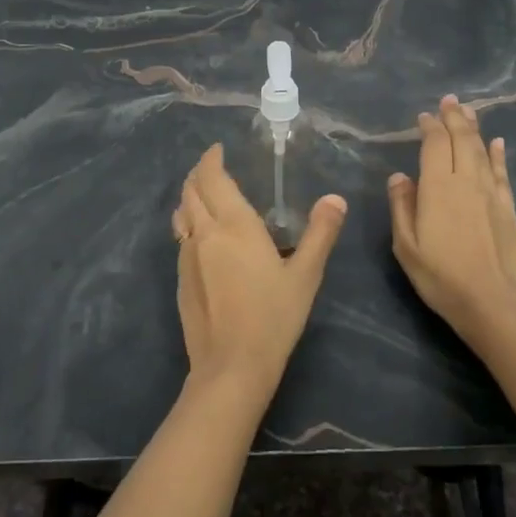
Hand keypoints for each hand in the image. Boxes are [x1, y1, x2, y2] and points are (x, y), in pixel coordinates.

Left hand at [171, 145, 346, 405]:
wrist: (230, 367)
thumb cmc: (273, 317)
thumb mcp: (306, 275)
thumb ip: (320, 233)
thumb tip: (335, 199)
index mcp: (234, 225)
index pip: (212, 178)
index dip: (211, 159)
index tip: (217, 149)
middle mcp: (204, 233)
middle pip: (190, 191)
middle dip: (198, 173)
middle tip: (212, 167)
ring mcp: (187, 257)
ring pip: (181, 214)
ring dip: (189, 197)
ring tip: (203, 195)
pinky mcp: (180, 280)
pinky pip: (181, 238)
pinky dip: (189, 223)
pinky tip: (203, 237)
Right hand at [388, 96, 515, 346]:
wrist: (494, 302)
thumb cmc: (441, 276)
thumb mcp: (406, 246)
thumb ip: (402, 207)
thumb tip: (399, 176)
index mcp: (438, 187)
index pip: (435, 145)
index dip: (430, 126)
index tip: (424, 116)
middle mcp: (466, 181)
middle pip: (462, 140)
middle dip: (454, 118)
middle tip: (450, 101)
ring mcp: (491, 193)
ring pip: (482, 151)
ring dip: (474, 129)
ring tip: (469, 111)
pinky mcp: (508, 208)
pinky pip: (502, 173)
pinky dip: (498, 155)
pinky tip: (498, 143)